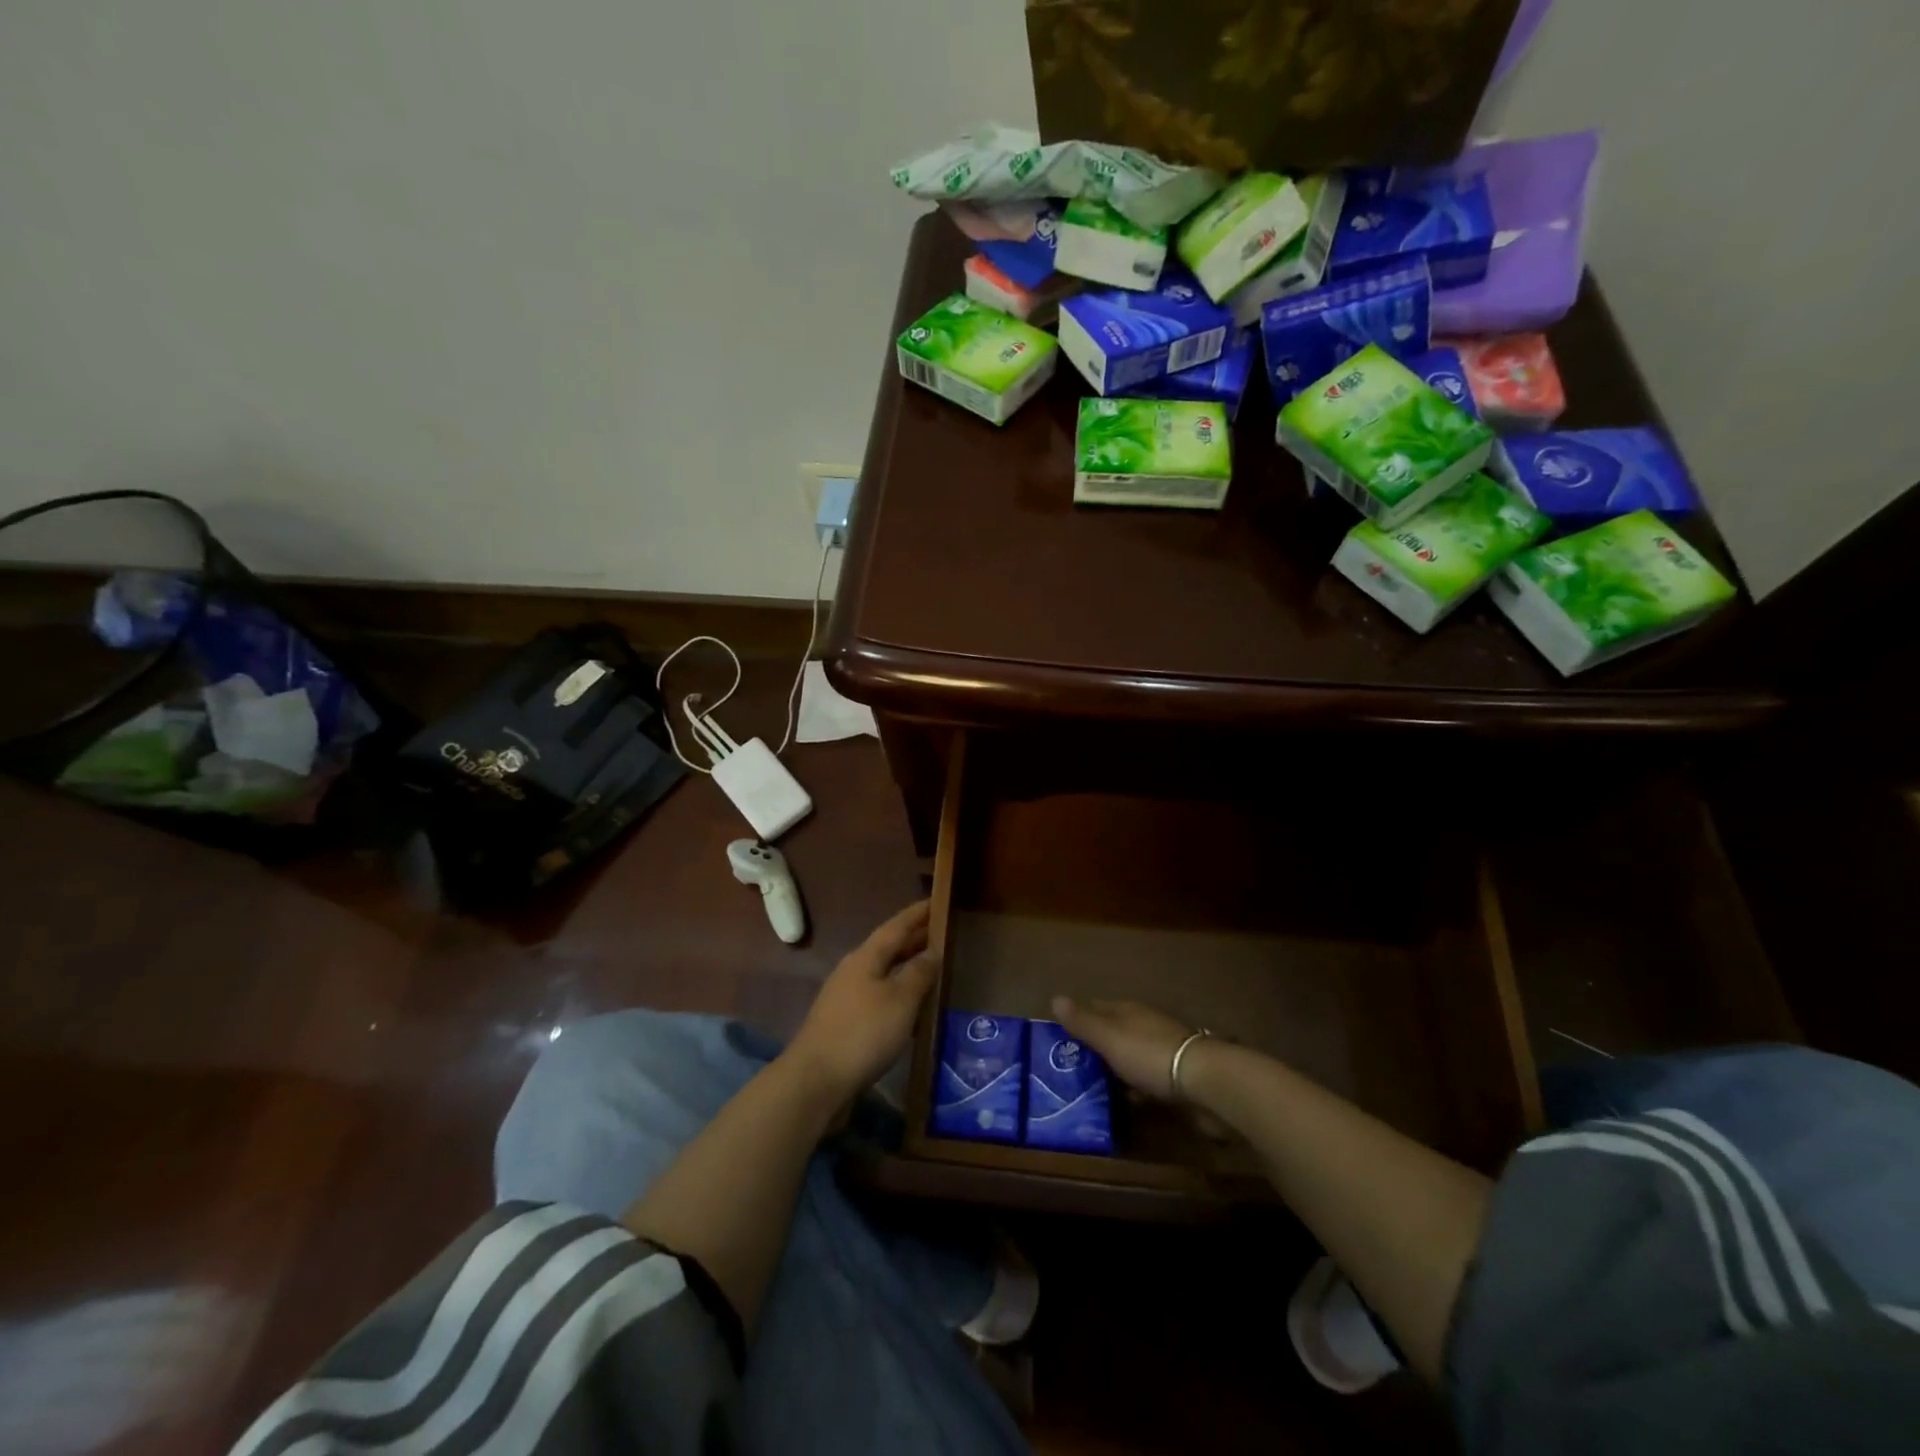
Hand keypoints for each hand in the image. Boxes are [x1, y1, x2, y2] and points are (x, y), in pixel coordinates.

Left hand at [786, 902, 937, 1100]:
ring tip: (933, 969)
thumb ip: (919, 973)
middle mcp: (853, 971)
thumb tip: (932, 951)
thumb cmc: (863, 1033)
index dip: (917, 914)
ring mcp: (846, 997)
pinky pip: (878, 997)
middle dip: (914, 940)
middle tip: (943, 933)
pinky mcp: (845, 1023)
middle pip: (888, 948)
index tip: (936, 900)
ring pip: (883, 973)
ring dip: (907, 968)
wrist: (815, 1081)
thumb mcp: (900, 1000)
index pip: (896, 926)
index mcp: (866, 957)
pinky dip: (898, 994)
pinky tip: (912, 1009)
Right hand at [1051, 996, 1194, 1100]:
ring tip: (1093, 1090)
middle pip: (1114, 1033)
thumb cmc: (1150, 1054)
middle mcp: (1145, 1025)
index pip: (1096, 1008)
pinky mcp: (1176, 1076)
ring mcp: (1162, 1050)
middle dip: (1095, 1048)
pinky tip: (1128, 1102)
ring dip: (1116, 1069)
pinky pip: (1148, 1079)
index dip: (1078, 1020)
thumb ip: (1083, 1022)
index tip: (1058, 1039)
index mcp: (1128, 1011)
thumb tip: (1055, 998)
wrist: (1205, 1082)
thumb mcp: (1110, 1038)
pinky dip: (1136, 1087)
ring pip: (1130, 1057)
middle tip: (1070, 1070)